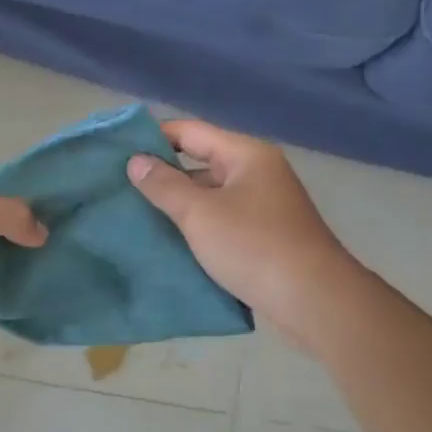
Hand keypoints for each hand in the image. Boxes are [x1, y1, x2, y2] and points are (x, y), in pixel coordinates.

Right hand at [126, 120, 360, 344]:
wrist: (314, 300)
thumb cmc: (254, 246)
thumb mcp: (200, 213)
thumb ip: (164, 185)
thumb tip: (135, 160)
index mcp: (246, 155)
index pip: (191, 131)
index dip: (154, 136)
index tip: (117, 149)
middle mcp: (257, 172)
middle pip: (201, 161)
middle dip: (162, 172)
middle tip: (120, 184)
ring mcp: (263, 205)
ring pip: (210, 193)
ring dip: (178, 202)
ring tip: (135, 211)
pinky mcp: (264, 235)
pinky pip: (221, 219)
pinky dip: (197, 225)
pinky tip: (168, 239)